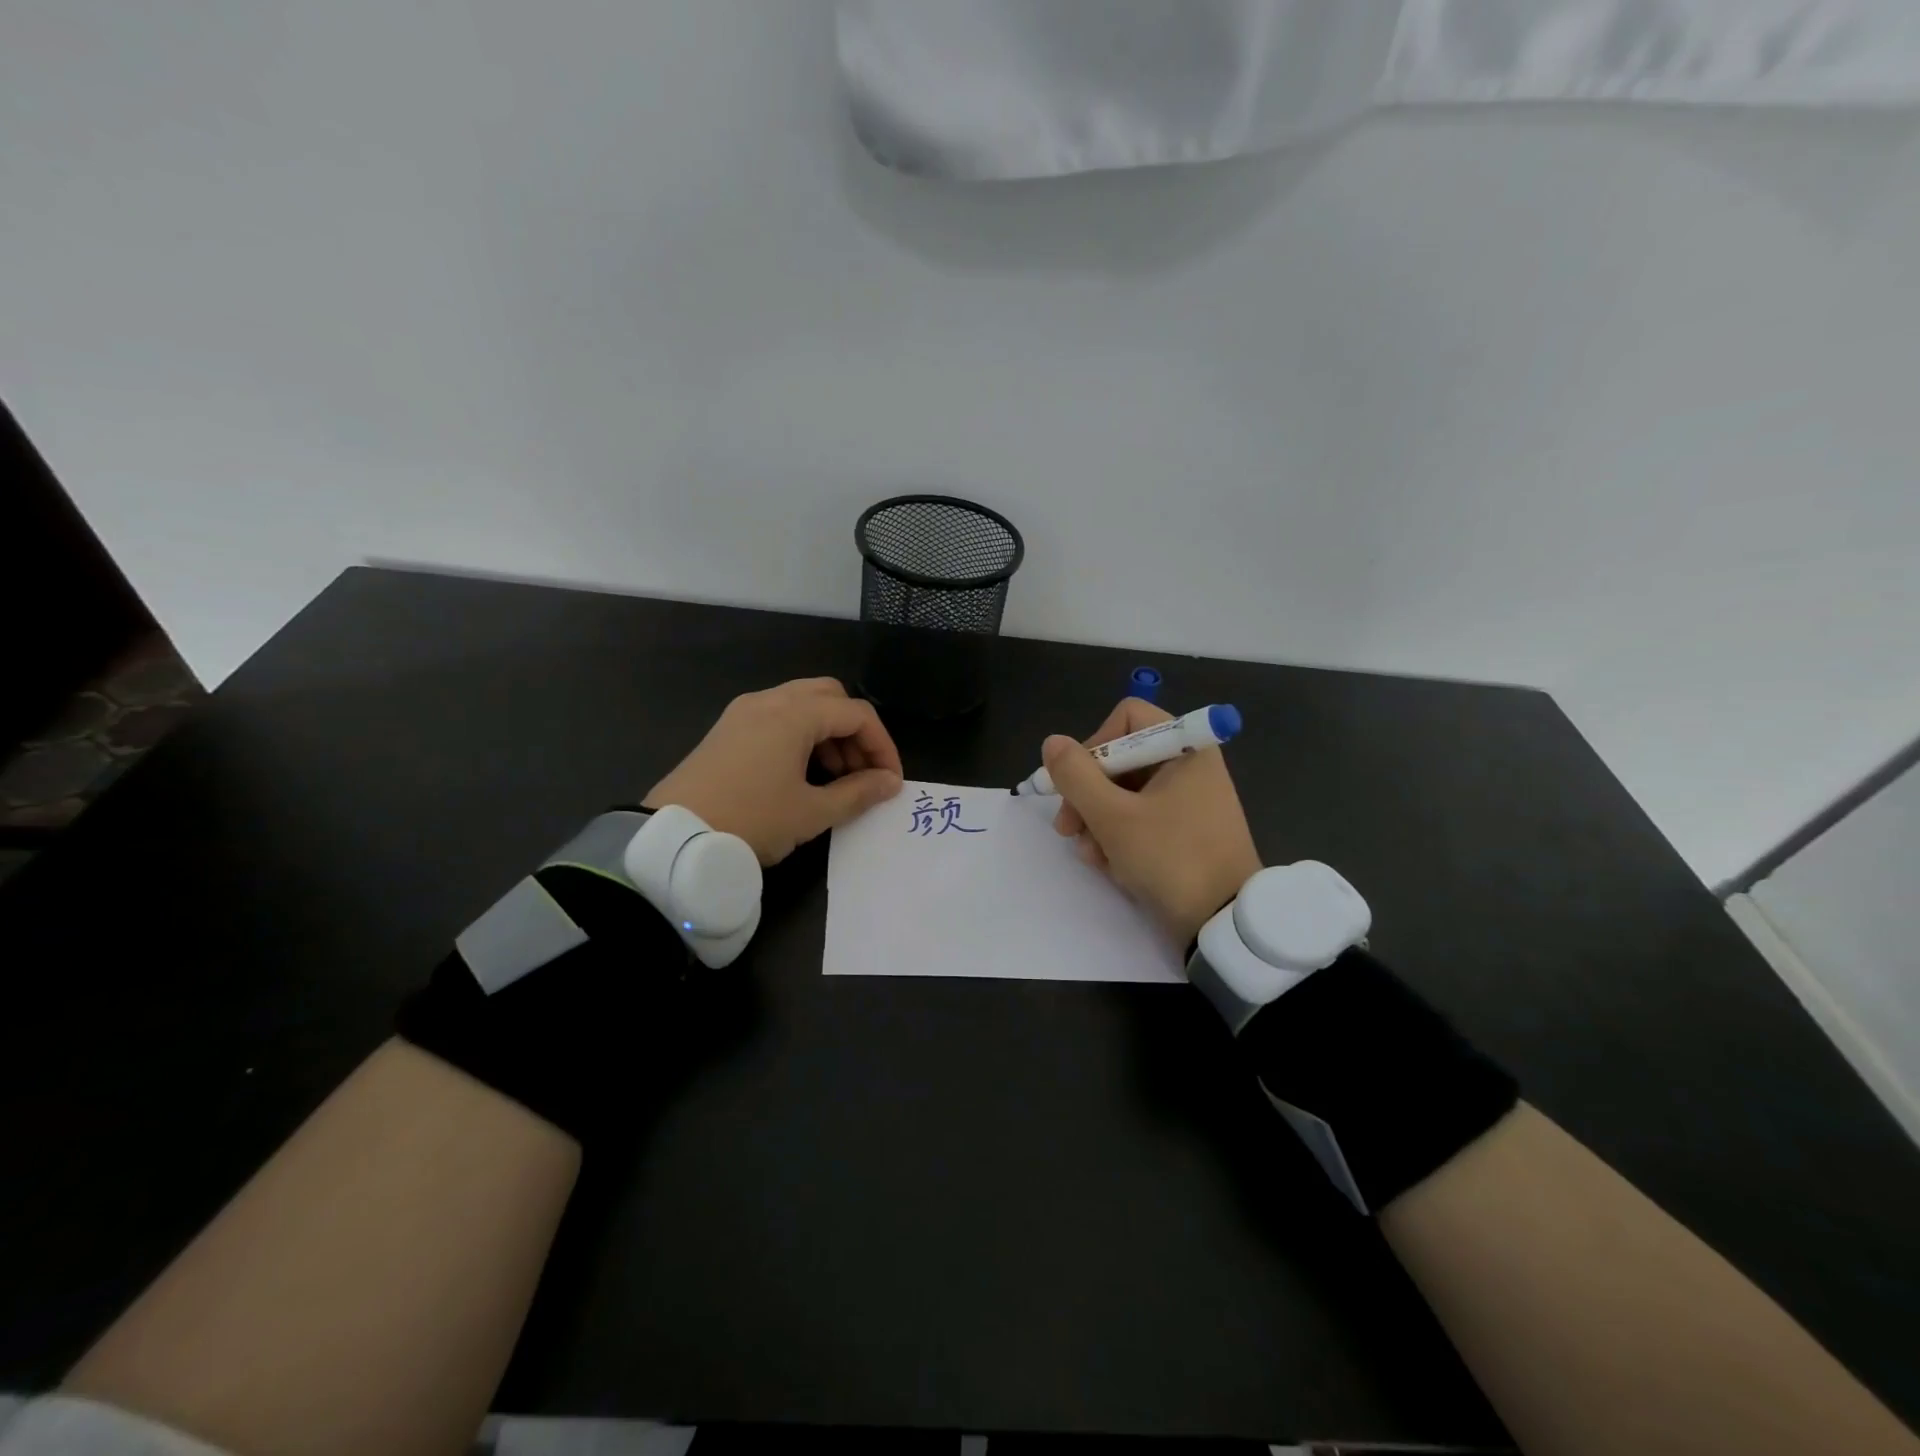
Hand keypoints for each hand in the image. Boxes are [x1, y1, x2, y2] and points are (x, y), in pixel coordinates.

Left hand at [644, 679, 903, 864]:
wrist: (674, 840)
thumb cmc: (751, 821)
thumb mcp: (811, 813)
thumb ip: (858, 793)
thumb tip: (889, 783)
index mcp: (794, 714)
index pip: (857, 714)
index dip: (882, 746)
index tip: (891, 782)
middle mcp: (769, 700)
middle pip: (830, 697)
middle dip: (855, 731)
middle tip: (862, 772)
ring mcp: (743, 712)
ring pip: (802, 704)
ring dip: (828, 733)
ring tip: (835, 777)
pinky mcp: (727, 729)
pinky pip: (777, 716)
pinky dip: (800, 735)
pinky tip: (801, 772)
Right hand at [1046, 698, 1261, 945]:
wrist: (1223, 925)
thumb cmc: (1170, 858)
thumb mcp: (1113, 817)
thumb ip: (1076, 776)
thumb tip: (1052, 743)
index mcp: (1185, 749)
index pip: (1128, 717)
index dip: (1096, 744)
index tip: (1078, 781)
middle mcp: (1189, 767)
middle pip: (1121, 758)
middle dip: (1087, 793)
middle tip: (1067, 828)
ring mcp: (1188, 801)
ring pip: (1124, 793)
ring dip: (1097, 821)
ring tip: (1090, 855)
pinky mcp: (1184, 832)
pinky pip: (1140, 819)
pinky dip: (1118, 837)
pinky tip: (1107, 865)